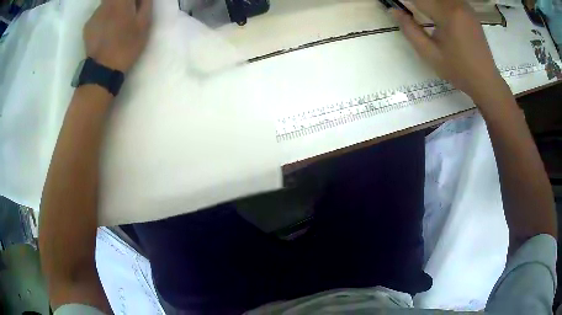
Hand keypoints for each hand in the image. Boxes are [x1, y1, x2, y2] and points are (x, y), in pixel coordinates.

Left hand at [83, 0, 152, 72]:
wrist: (102, 70)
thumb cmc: (127, 46)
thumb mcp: (144, 24)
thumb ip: (145, 4)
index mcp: (121, 2)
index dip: (134, 0)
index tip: (137, 5)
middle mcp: (106, 3)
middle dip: (123, 2)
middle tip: (128, 11)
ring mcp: (94, 14)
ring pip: (106, 3)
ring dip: (113, 7)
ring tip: (116, 22)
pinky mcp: (87, 25)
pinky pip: (98, 14)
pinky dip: (104, 17)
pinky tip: (106, 29)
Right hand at [391, 0, 510, 104]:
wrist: (486, 81)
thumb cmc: (458, 70)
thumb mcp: (430, 54)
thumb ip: (410, 30)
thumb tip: (393, 10)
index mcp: (447, 14)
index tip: (395, 4)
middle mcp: (457, 4)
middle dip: (417, 0)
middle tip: (407, 8)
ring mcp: (465, 6)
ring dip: (428, 0)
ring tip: (420, 9)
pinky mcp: (469, 10)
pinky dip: (439, 2)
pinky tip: (435, 11)